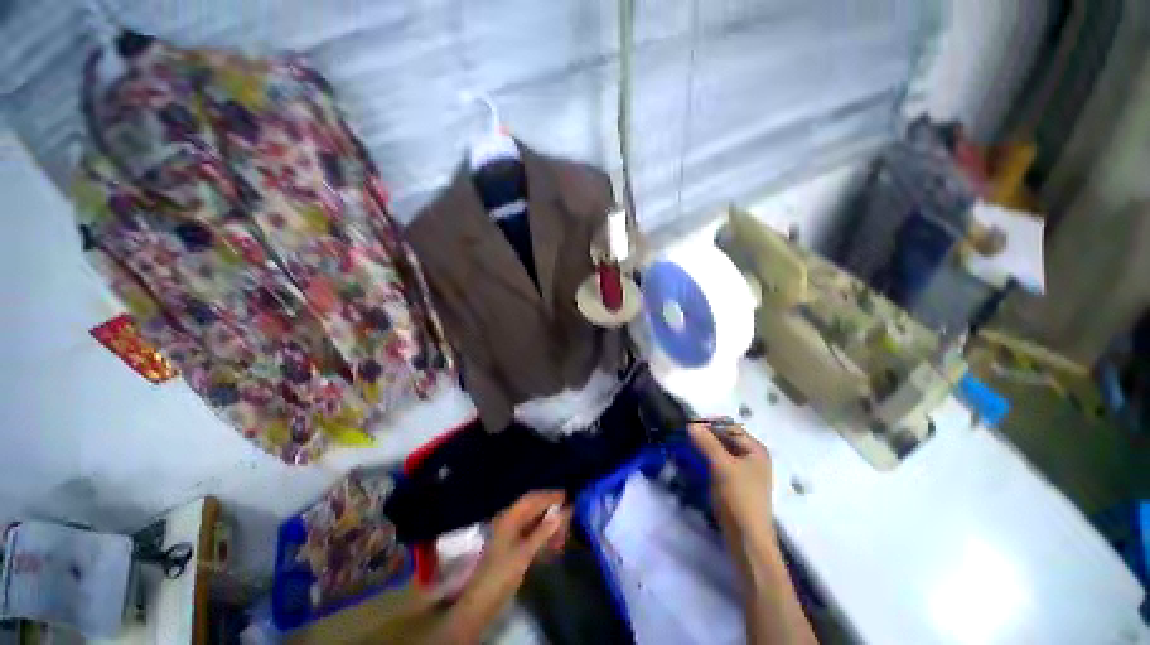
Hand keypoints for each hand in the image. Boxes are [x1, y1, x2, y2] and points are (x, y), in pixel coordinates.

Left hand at [479, 490, 570, 586]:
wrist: (482, 601)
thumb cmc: (502, 573)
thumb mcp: (525, 552)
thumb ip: (544, 531)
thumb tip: (562, 513)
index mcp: (509, 517)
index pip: (532, 498)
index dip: (549, 495)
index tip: (566, 496)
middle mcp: (509, 521)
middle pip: (532, 508)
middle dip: (550, 508)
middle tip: (568, 512)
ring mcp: (510, 534)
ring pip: (533, 521)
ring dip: (548, 522)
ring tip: (564, 528)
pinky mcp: (512, 547)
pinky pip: (531, 533)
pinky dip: (543, 534)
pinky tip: (553, 541)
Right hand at [687, 422, 773, 540]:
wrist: (747, 539)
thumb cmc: (738, 497)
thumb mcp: (722, 466)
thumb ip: (706, 442)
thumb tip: (690, 425)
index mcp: (756, 450)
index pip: (730, 427)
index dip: (710, 425)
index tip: (688, 427)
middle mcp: (753, 458)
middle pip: (725, 439)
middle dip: (705, 437)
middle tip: (684, 438)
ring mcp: (745, 472)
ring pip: (721, 452)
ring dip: (704, 449)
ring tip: (686, 450)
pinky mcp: (736, 485)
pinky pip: (719, 465)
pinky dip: (707, 461)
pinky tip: (694, 464)